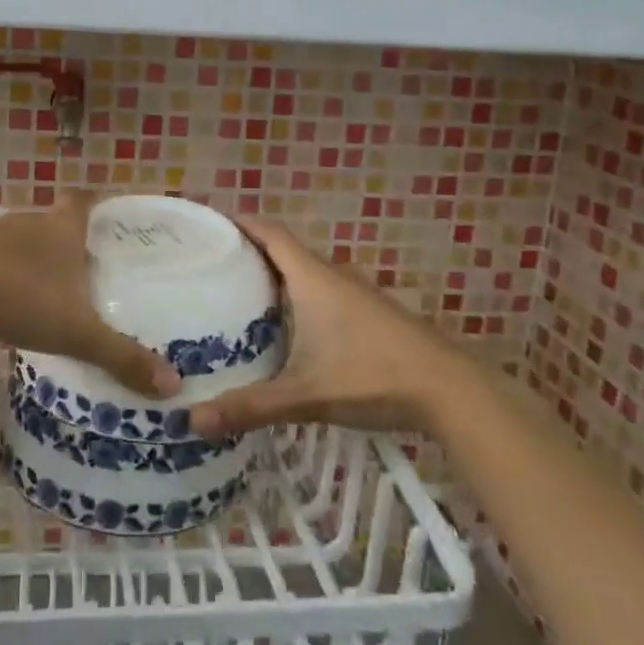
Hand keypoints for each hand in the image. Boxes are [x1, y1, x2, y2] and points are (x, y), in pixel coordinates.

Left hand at [0, 195, 180, 399]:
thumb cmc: (18, 298)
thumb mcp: (76, 333)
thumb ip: (121, 357)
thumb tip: (173, 384)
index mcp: (61, 229)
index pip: (82, 200)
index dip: (95, 203)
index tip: (106, 215)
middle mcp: (27, 222)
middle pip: (51, 221)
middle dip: (65, 242)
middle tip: (82, 270)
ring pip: (17, 241)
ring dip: (28, 260)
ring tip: (42, 292)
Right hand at [188, 218, 451, 437]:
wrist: (450, 390)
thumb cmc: (372, 376)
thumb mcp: (306, 394)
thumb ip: (251, 406)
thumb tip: (192, 421)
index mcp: (312, 278)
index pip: (269, 233)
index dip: (239, 223)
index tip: (208, 226)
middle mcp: (332, 276)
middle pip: (284, 251)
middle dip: (248, 254)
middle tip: (211, 270)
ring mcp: (356, 294)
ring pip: (305, 274)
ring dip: (275, 278)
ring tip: (239, 298)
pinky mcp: (370, 315)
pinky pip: (322, 293)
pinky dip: (298, 298)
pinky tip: (288, 330)